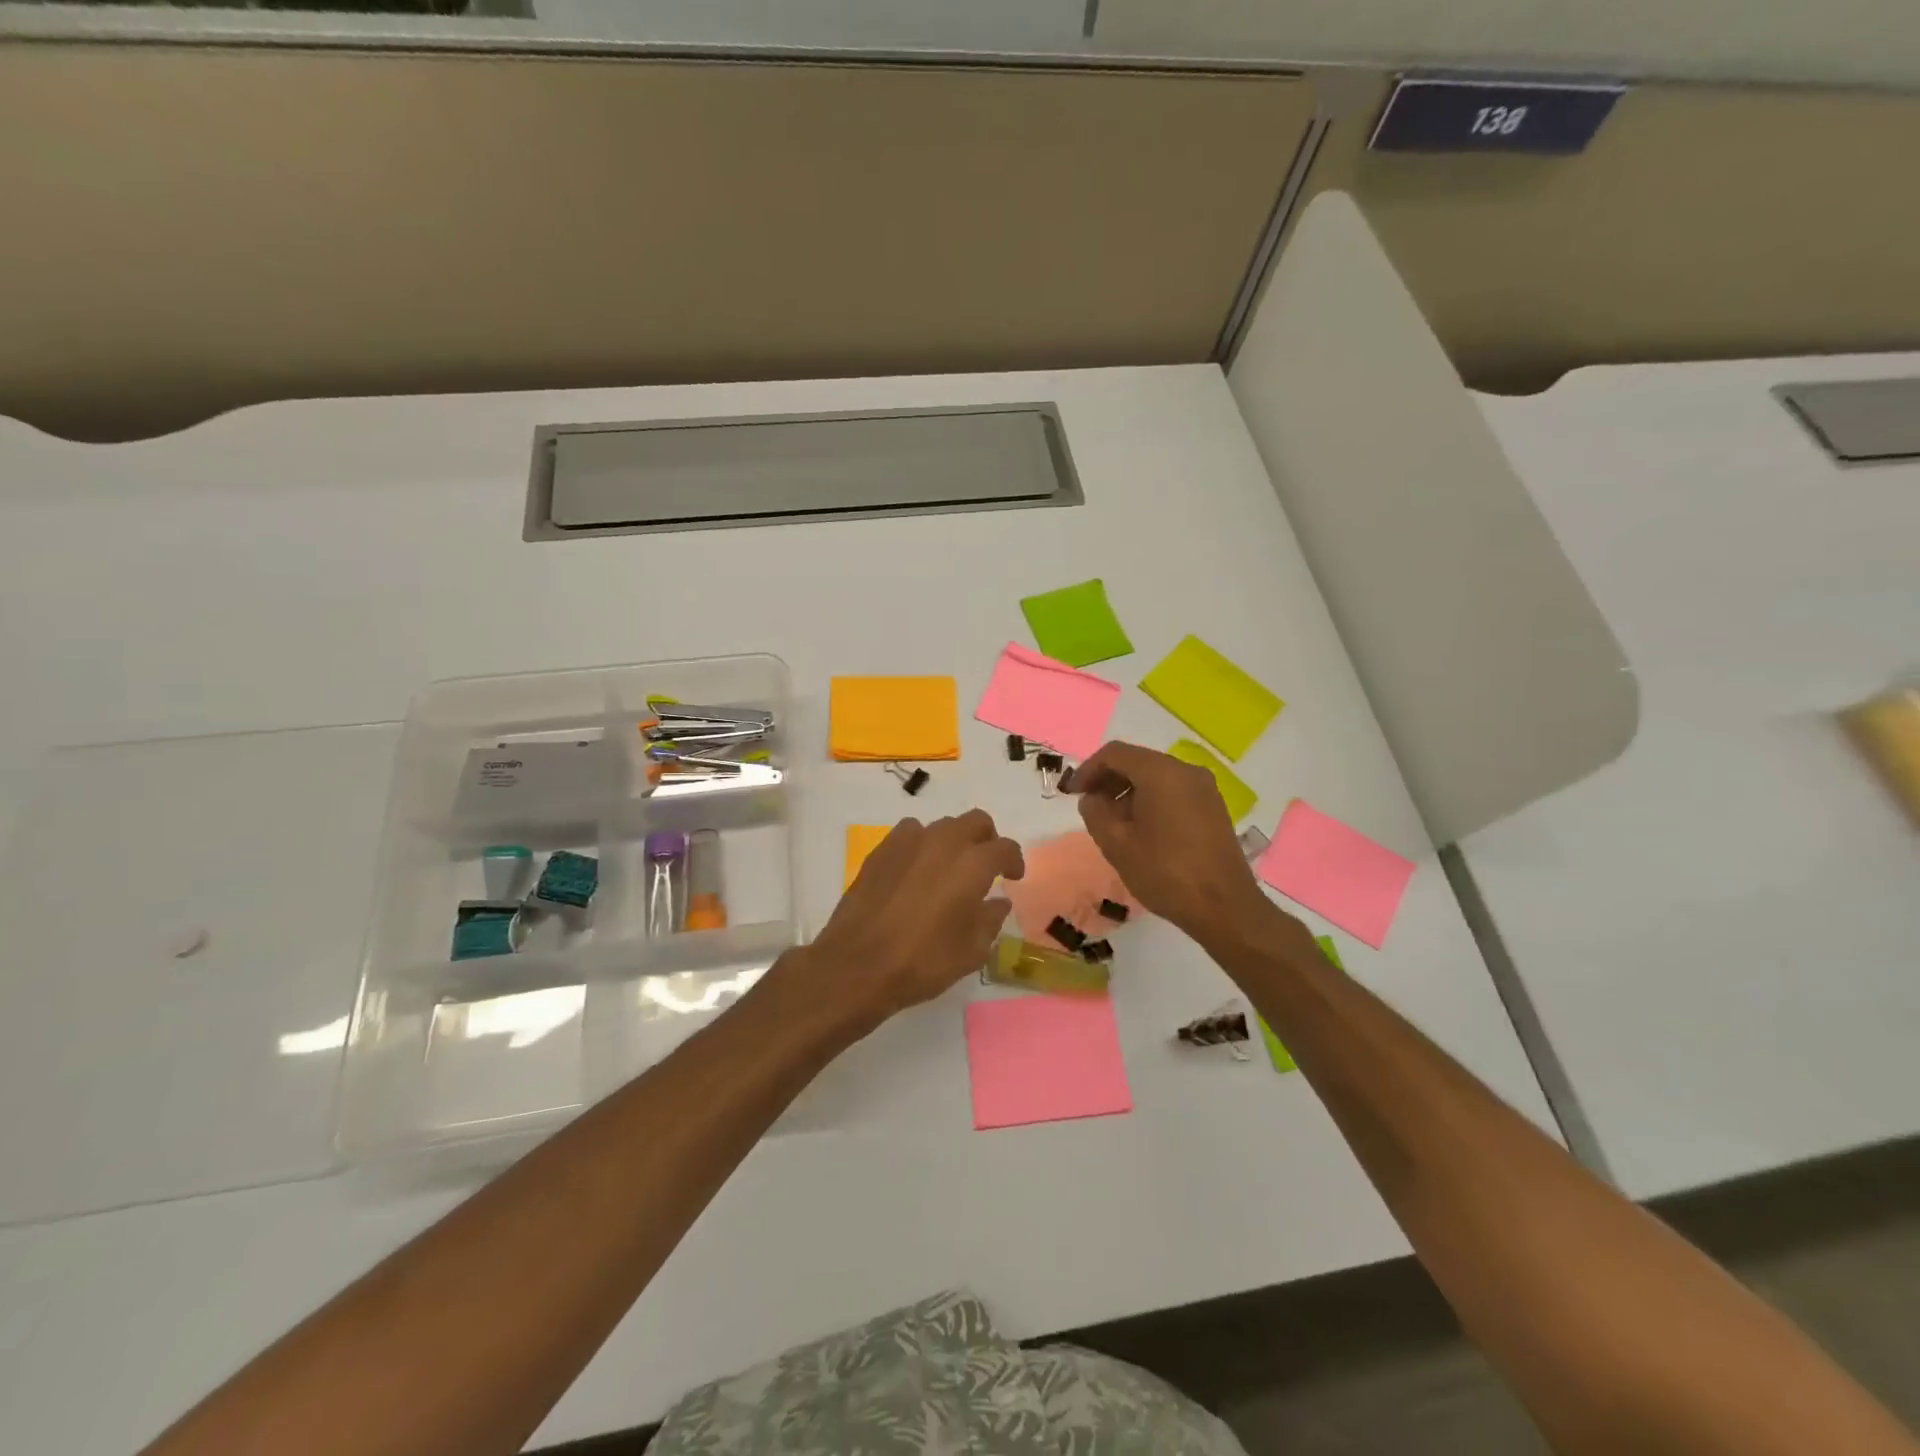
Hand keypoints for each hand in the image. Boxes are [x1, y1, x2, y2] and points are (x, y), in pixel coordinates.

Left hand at [793, 809, 1023, 1028]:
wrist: (857, 964)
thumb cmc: (923, 961)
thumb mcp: (971, 951)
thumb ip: (990, 920)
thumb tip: (998, 902)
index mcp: (973, 864)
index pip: (1005, 848)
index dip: (1014, 861)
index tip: (1013, 878)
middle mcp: (944, 842)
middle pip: (976, 821)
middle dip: (987, 839)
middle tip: (986, 866)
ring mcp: (909, 841)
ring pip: (942, 826)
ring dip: (953, 841)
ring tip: (949, 868)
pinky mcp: (881, 849)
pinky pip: (910, 834)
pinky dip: (921, 845)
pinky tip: (916, 870)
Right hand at [1069, 741, 1274, 938]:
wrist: (1224, 907)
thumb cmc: (1165, 873)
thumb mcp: (1116, 844)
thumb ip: (1094, 812)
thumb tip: (1093, 798)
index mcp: (1161, 772)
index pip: (1115, 753)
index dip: (1088, 769)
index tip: (1072, 793)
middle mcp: (1186, 771)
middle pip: (1137, 761)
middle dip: (1109, 780)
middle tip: (1089, 806)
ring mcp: (1204, 788)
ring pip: (1156, 777)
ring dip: (1129, 791)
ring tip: (1113, 823)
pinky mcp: (1213, 807)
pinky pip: (1174, 791)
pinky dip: (1151, 800)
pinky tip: (1141, 829)